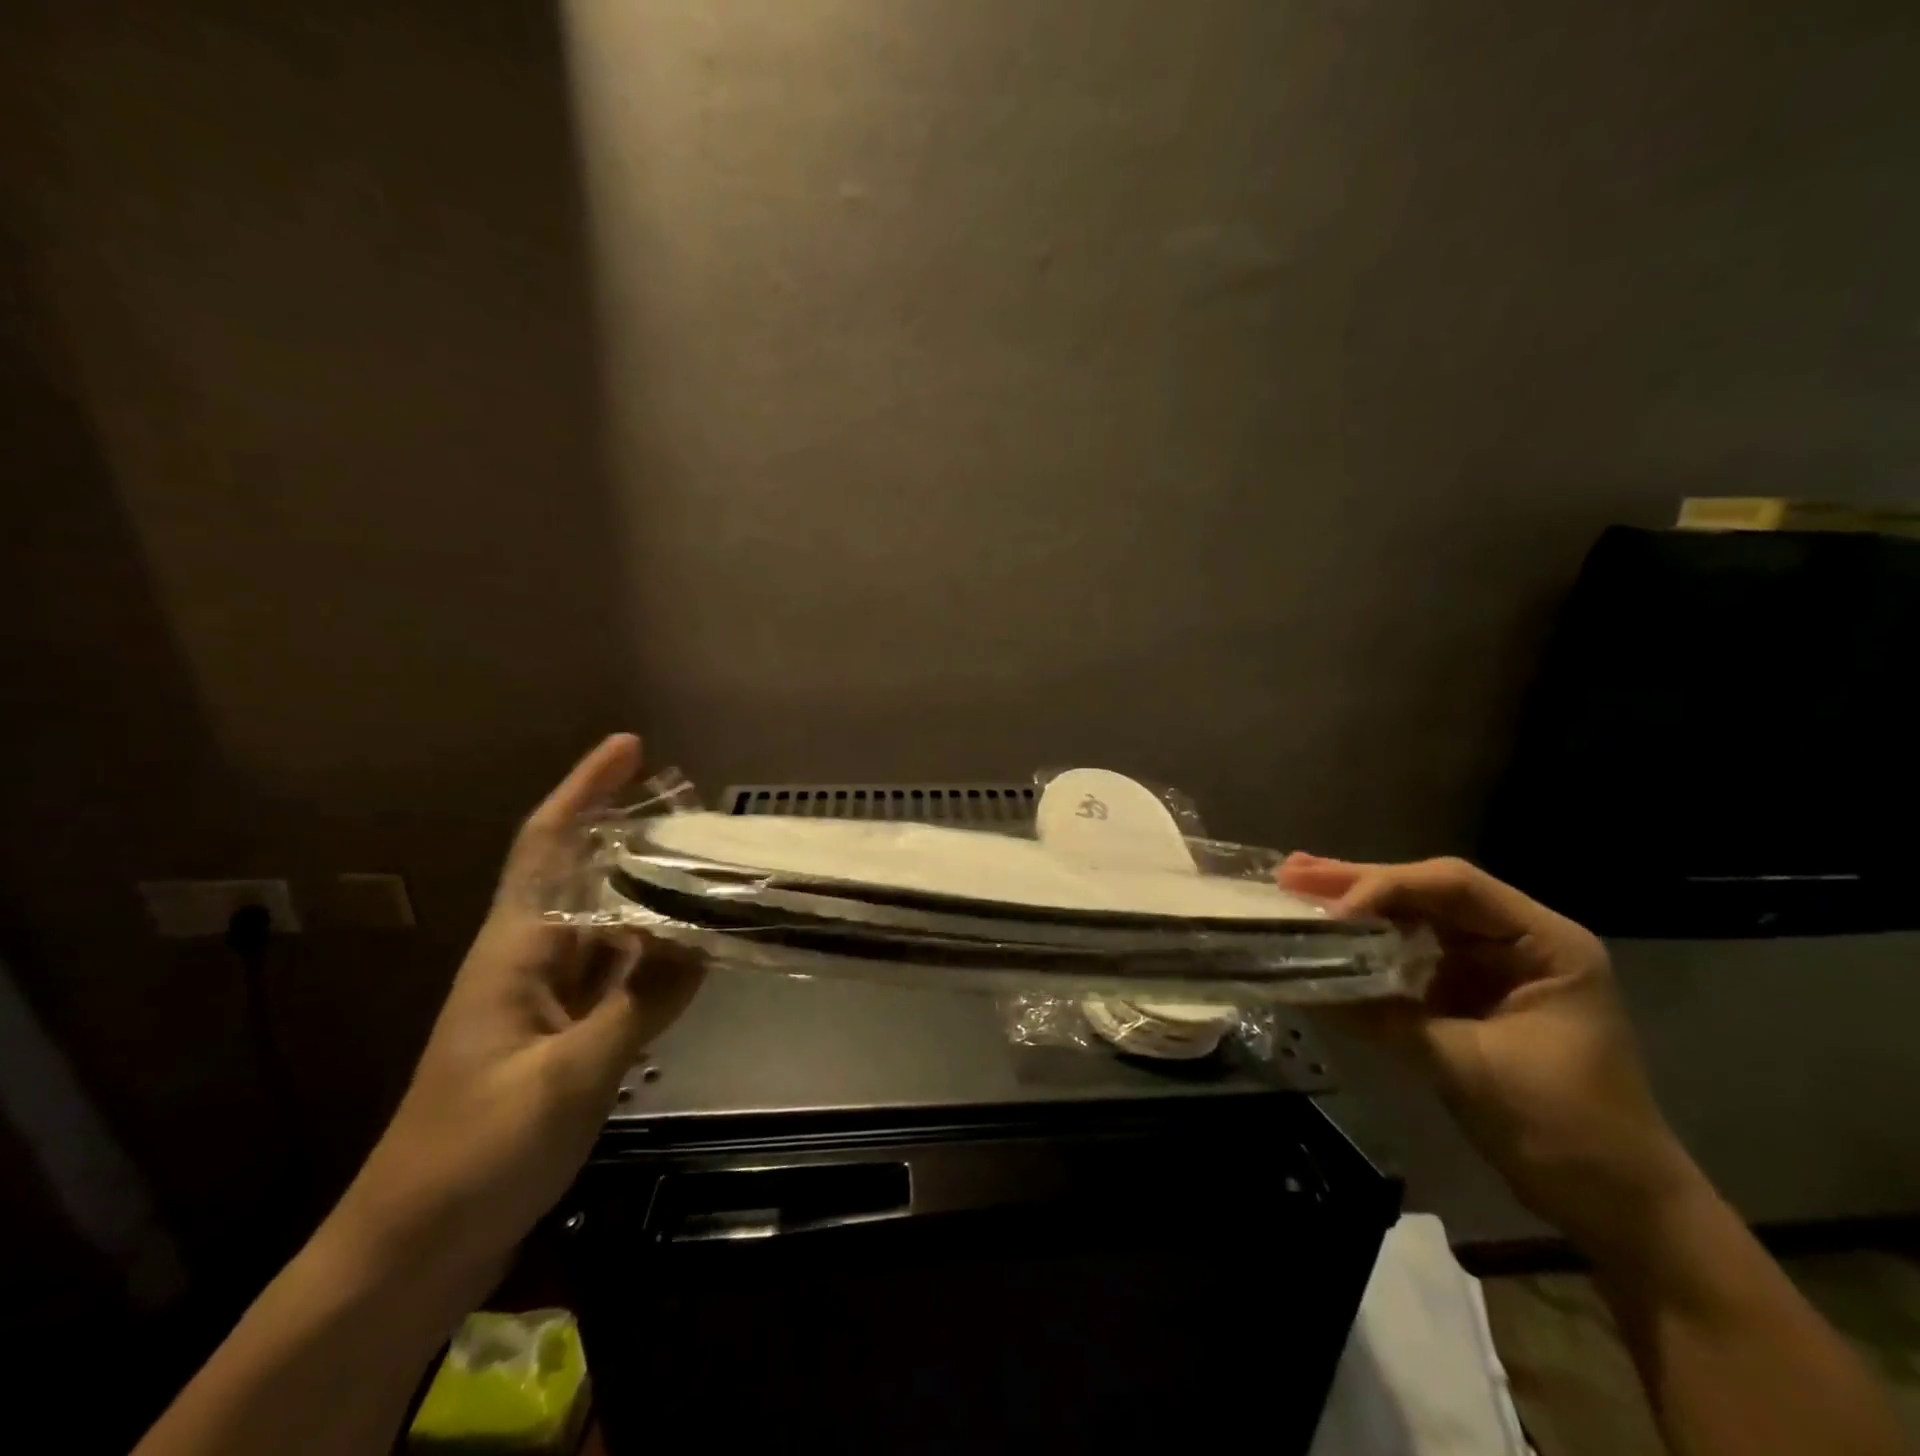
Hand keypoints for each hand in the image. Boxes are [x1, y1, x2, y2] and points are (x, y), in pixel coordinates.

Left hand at [343, 734, 703, 1280]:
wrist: (416, 1247)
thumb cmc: (475, 1153)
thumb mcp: (567, 1077)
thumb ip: (640, 1004)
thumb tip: (703, 940)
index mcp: (515, 950)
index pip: (548, 845)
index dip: (585, 789)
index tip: (631, 745)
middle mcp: (531, 959)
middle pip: (585, 874)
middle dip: (632, 832)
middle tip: (696, 807)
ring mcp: (548, 998)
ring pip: (608, 924)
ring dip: (651, 894)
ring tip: (710, 867)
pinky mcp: (565, 1033)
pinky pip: (620, 973)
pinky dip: (656, 953)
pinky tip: (695, 946)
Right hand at [1278, 853, 1692, 1254]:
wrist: (1619, 1209)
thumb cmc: (1566, 1132)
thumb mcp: (1470, 1069)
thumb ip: (1386, 1018)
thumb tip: (1307, 983)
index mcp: (1544, 943)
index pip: (1455, 888)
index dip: (1388, 888)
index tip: (1332, 912)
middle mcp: (1516, 939)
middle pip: (1428, 892)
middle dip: (1359, 883)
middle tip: (1292, 873)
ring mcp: (1490, 965)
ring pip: (1414, 917)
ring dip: (1356, 903)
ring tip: (1295, 884)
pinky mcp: (1466, 992)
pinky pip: (1410, 953)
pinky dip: (1366, 940)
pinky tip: (1326, 929)